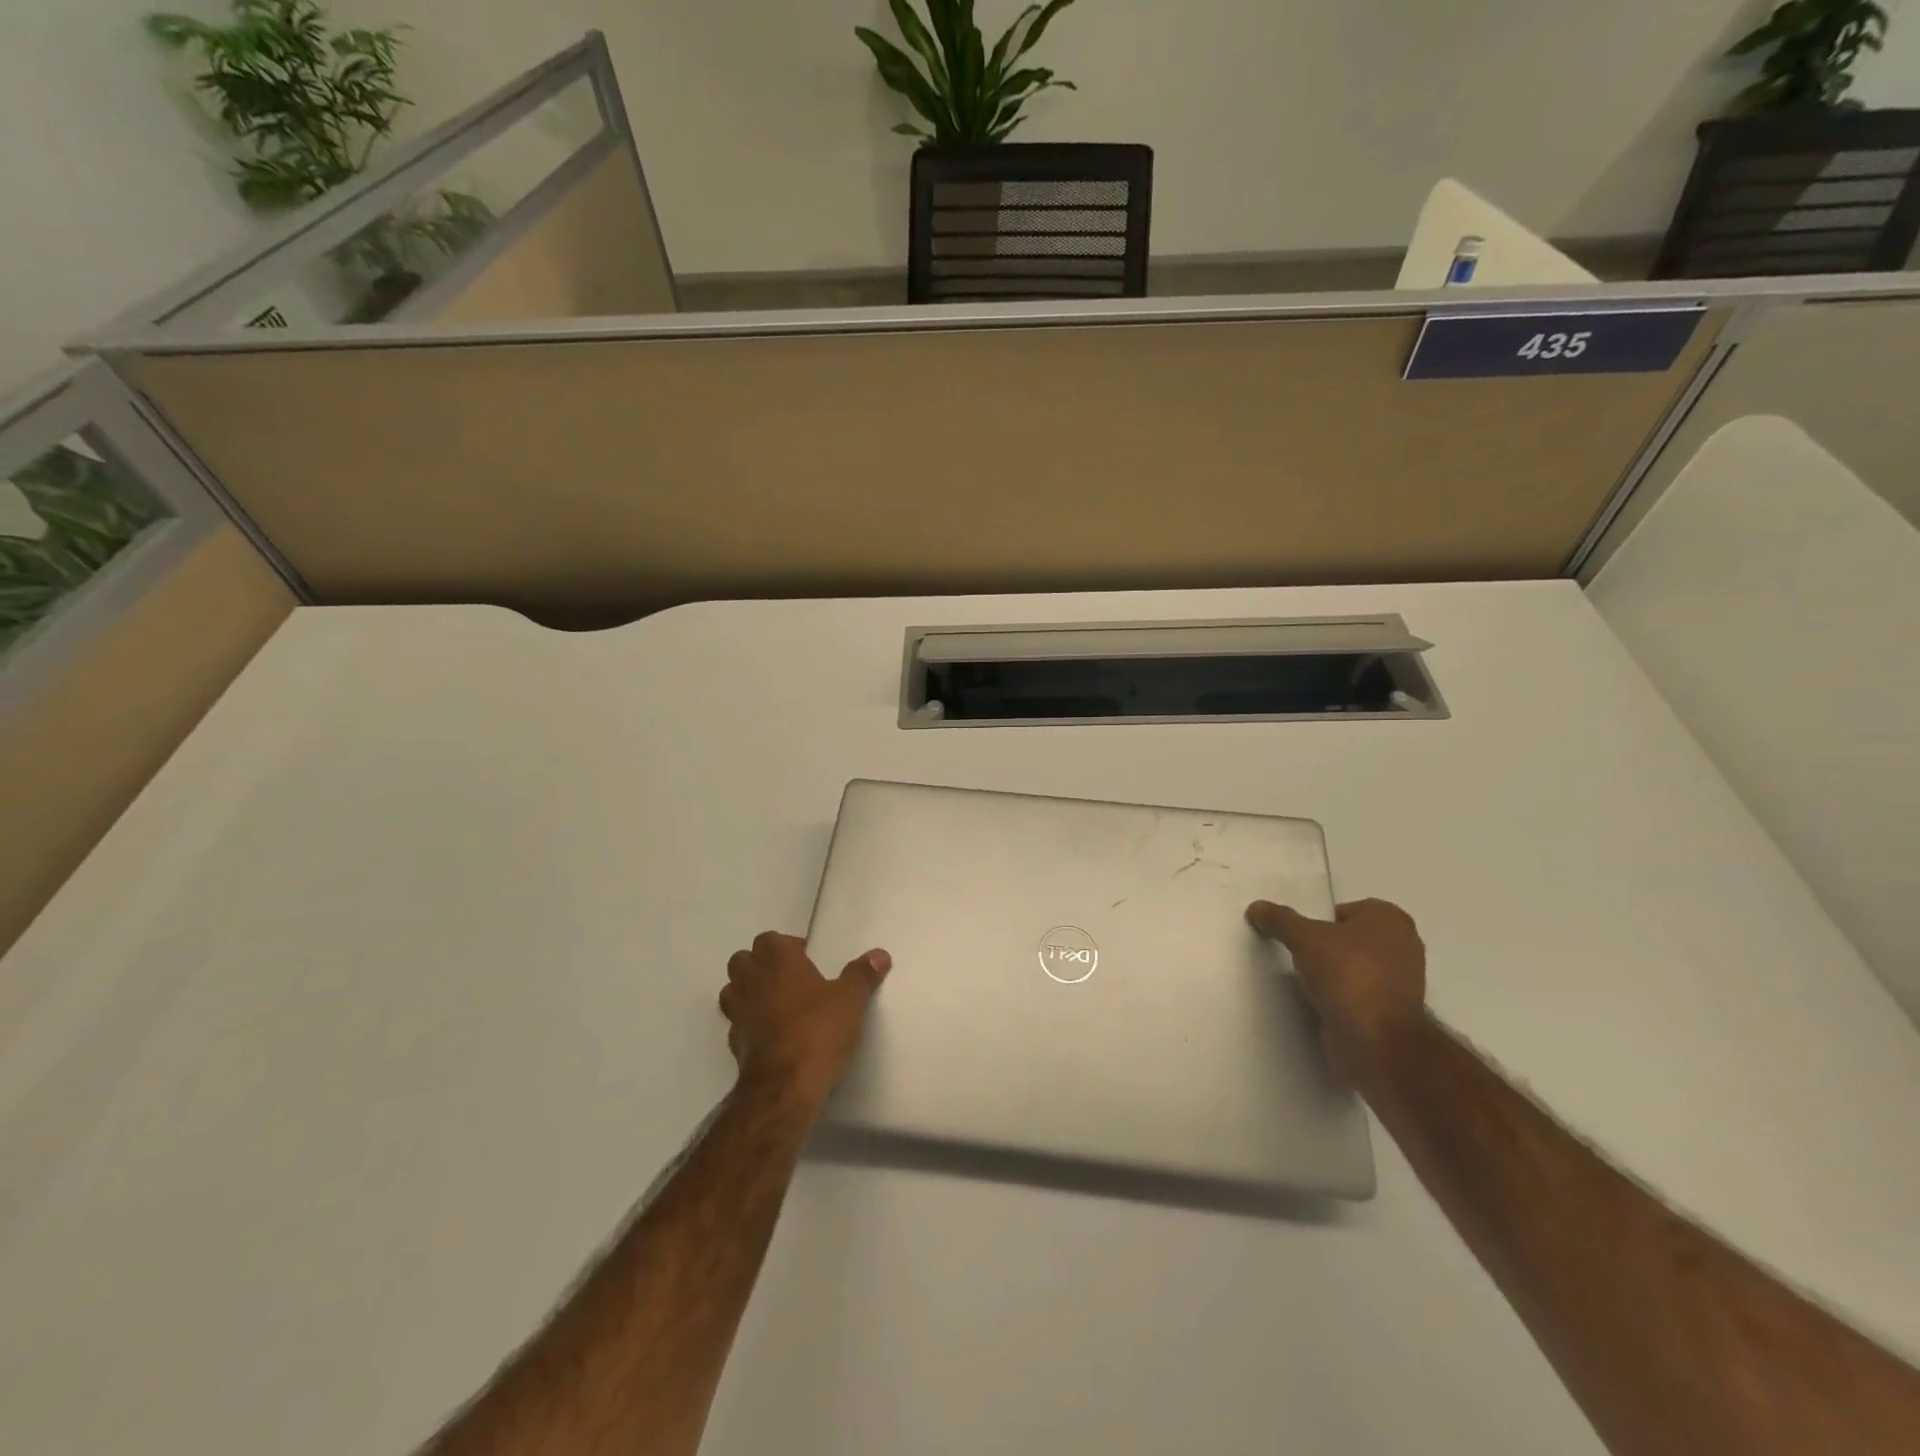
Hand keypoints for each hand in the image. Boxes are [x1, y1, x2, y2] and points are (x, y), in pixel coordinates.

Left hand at [720, 932, 891, 1108]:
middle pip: (742, 961)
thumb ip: (862, 975)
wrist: (785, 1087)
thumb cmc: (818, 1030)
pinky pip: (738, 1024)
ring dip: (749, 993)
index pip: (769, 939)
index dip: (787, 946)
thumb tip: (879, 955)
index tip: (809, 960)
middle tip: (791, 979)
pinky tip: (774, 1035)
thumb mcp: (850, 1000)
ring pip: (733, 991)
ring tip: (778, 1005)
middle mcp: (751, 981)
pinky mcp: (734, 1045)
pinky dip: (751, 1025)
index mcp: (776, 961)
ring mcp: (738, 1014)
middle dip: (761, 966)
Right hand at [1246, 897, 1426, 1080]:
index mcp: (1390, 918)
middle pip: (1348, 938)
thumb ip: (1279, 919)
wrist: (1376, 1040)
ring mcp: (1402, 981)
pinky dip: (1340, 996)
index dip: (1318, 921)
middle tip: (1298, 955)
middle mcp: (1404, 944)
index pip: (1343, 910)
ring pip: (1353, 967)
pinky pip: (1357, 993)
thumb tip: (1256, 907)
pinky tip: (1320, 1002)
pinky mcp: (1394, 1012)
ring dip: (1332, 974)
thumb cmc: (1347, 973)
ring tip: (1305, 981)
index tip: (1299, 937)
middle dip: (1325, 947)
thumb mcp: (1303, 937)